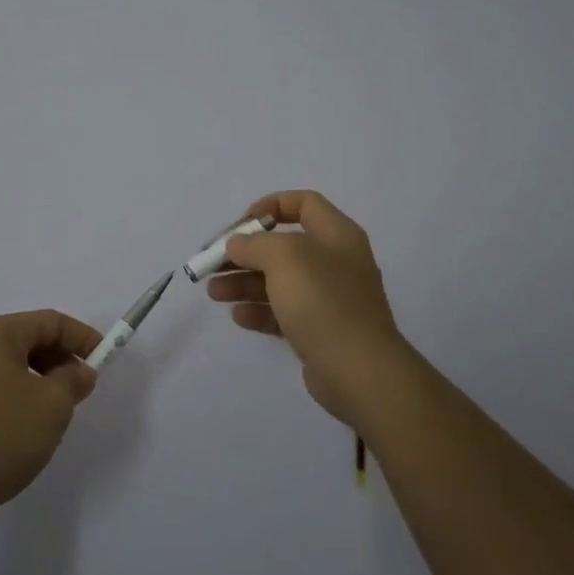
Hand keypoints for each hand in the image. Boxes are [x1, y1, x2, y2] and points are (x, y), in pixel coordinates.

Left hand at [0, 310, 102, 532]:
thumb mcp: (51, 407)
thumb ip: (73, 382)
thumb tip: (78, 370)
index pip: (50, 321)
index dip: (83, 337)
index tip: (105, 360)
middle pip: (28, 343)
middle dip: (60, 362)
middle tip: (80, 392)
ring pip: (9, 371)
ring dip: (38, 386)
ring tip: (52, 418)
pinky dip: (14, 404)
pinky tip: (19, 436)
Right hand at [209, 190, 416, 428]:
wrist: (359, 371)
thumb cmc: (323, 302)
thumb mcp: (284, 258)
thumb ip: (255, 244)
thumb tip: (237, 245)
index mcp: (337, 235)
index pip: (304, 203)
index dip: (271, 205)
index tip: (242, 223)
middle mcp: (336, 262)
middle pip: (284, 246)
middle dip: (246, 252)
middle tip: (214, 262)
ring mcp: (329, 299)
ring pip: (279, 281)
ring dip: (244, 282)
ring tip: (214, 292)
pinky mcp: (320, 331)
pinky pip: (284, 313)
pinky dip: (260, 311)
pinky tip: (238, 316)